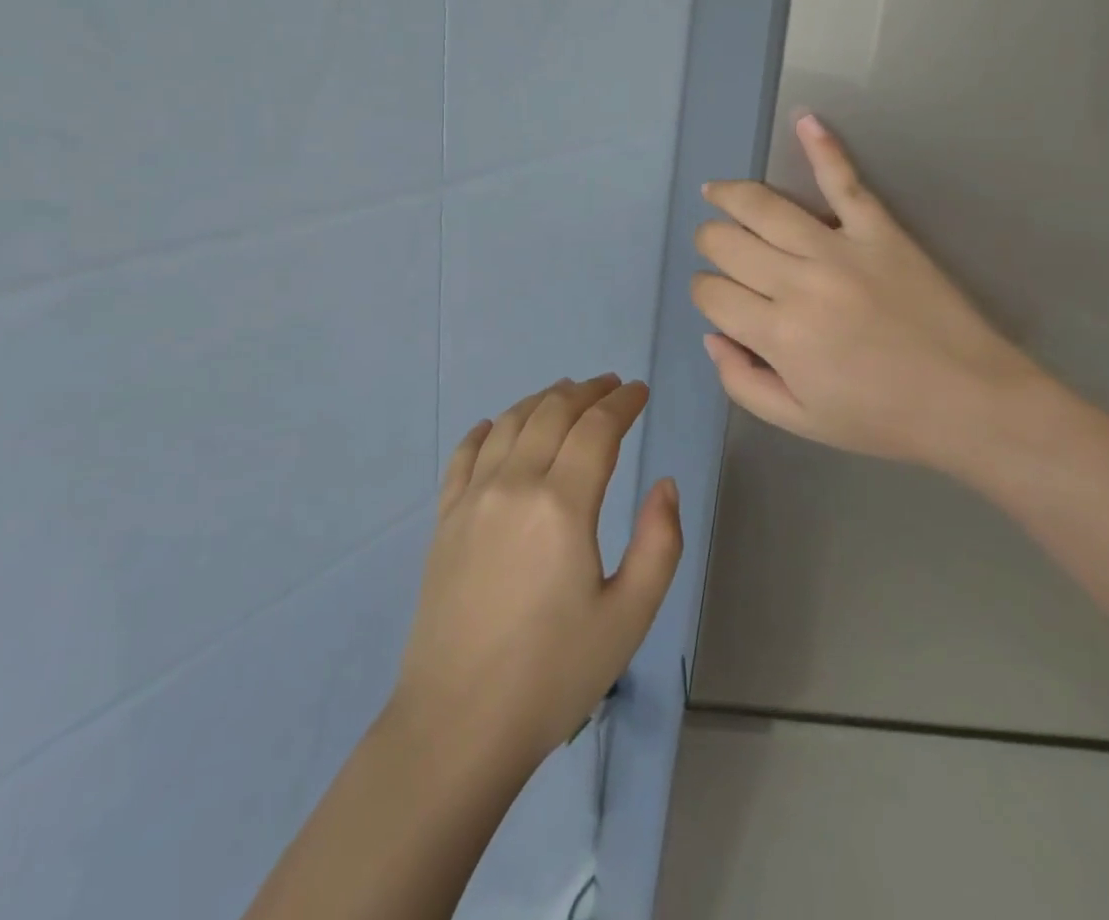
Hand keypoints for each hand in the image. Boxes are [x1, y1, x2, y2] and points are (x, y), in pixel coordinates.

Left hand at [392, 376, 682, 775]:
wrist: (458, 722)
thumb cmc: (554, 673)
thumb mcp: (628, 617)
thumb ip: (659, 543)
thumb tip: (664, 484)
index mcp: (562, 504)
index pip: (597, 428)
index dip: (622, 402)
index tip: (640, 391)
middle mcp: (514, 484)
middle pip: (553, 412)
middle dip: (587, 392)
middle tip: (610, 386)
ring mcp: (472, 497)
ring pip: (511, 422)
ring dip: (543, 399)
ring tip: (565, 393)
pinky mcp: (444, 517)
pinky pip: (465, 453)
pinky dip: (487, 428)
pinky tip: (498, 425)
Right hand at [692, 114, 1047, 476]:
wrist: (971, 402)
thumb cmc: (882, 418)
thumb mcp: (799, 421)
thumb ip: (741, 381)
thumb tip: (712, 334)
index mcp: (778, 333)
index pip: (711, 292)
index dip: (704, 293)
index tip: (719, 300)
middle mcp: (798, 282)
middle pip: (726, 242)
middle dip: (710, 244)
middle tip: (719, 251)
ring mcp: (840, 249)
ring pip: (764, 206)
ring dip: (729, 195)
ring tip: (716, 192)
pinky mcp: (879, 230)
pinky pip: (843, 181)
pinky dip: (822, 148)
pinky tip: (805, 120)